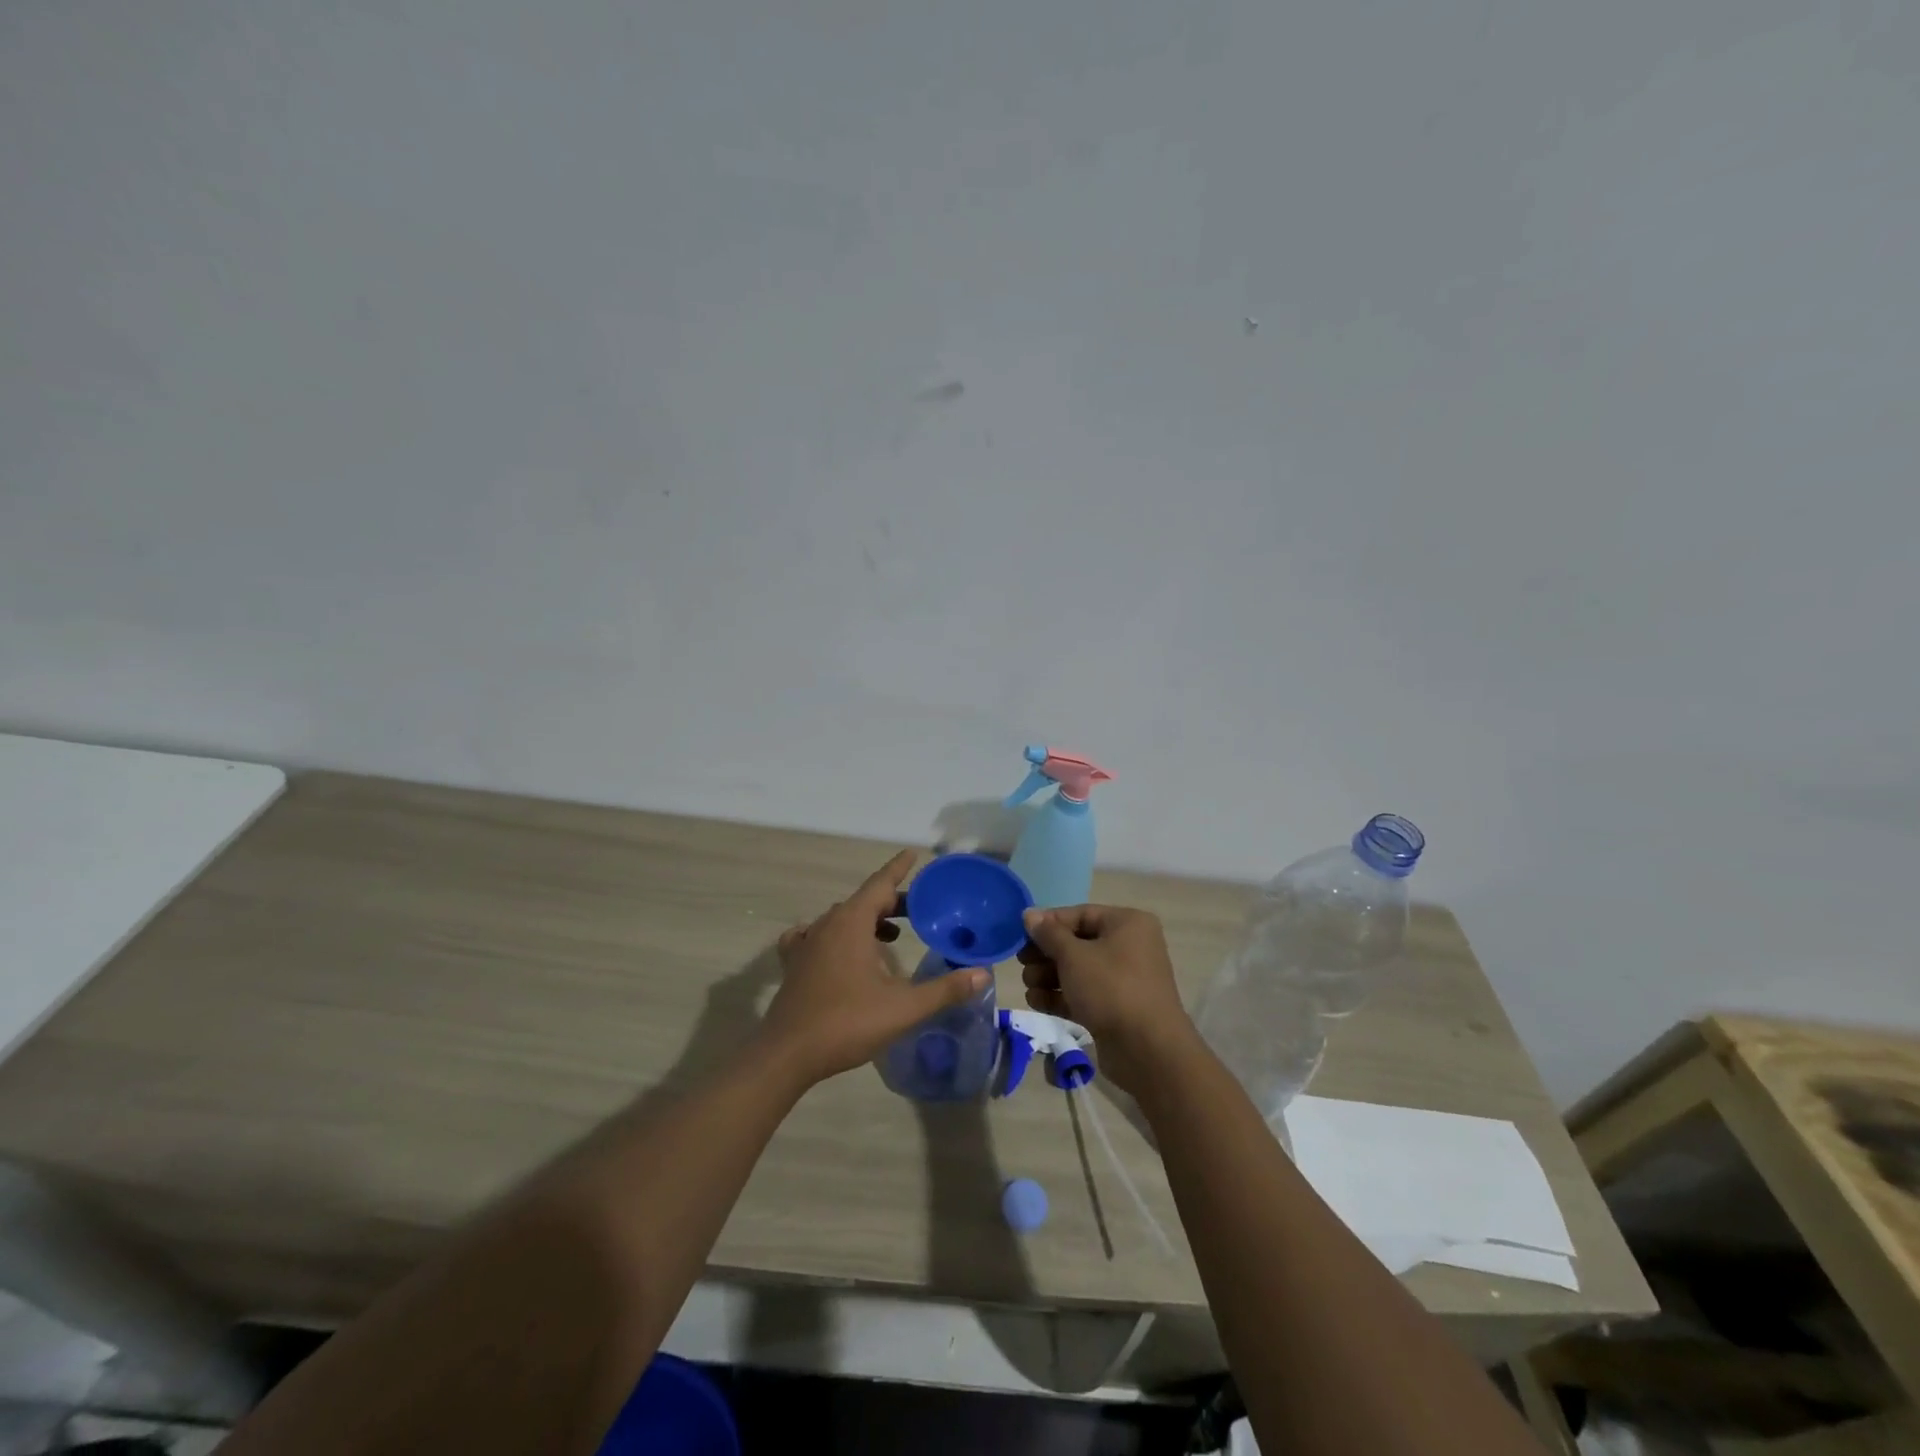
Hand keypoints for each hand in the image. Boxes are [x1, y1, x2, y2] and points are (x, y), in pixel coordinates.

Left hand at [765, 850, 990, 1085]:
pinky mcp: (794, 964)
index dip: (899, 868)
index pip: (880, 884)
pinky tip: (839, 950)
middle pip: (863, 900)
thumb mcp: (904, 1007)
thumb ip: (944, 989)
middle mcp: (827, 924)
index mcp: (852, 922)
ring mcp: (806, 944)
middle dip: (891, 901)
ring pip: (841, 918)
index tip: (913, 853)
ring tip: (890, 934)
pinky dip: (834, 935)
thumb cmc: (847, 1022)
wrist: (788, 1055)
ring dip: (867, 919)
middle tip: (919, 910)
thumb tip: (982, 974)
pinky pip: (815, 936)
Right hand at [1018, 905, 1198, 1093]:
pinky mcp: (1117, 1008)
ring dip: (1049, 977)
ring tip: (1028, 986)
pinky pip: (1084, 994)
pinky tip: (1036, 1002)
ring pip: (1079, 971)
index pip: (1080, 914)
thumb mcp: (1074, 956)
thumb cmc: (1111, 989)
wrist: (1149, 1051)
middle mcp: (1129, 946)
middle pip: (1078, 943)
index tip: (1020, 936)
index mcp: (1127, 924)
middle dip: (1046, 955)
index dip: (1048, 923)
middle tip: (1022, 964)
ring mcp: (1124, 980)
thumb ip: (1049, 934)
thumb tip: (1029, 913)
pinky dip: (1061, 996)